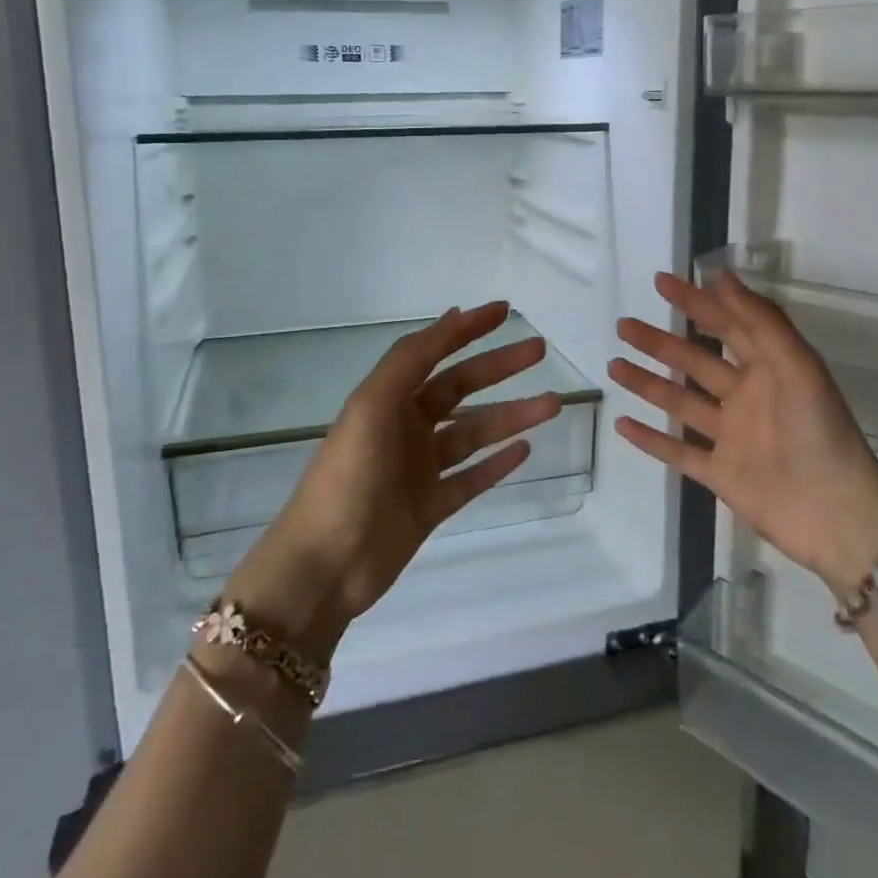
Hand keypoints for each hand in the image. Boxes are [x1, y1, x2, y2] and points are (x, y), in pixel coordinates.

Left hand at [225, 302, 562, 659]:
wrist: (324, 567)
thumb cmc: (347, 477)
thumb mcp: (372, 407)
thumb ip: (410, 361)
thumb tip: (452, 315)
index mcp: (387, 399)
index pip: (434, 352)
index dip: (467, 329)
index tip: (505, 311)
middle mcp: (405, 427)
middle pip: (461, 388)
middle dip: (499, 367)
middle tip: (539, 351)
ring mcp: (419, 469)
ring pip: (474, 433)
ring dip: (512, 415)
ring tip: (553, 403)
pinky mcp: (430, 507)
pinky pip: (471, 478)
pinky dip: (497, 463)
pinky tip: (526, 449)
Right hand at [610, 270, 877, 594]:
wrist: (836, 515)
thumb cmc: (819, 432)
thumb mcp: (798, 366)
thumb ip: (761, 321)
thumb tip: (723, 277)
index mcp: (769, 368)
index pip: (726, 325)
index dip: (695, 302)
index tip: (661, 282)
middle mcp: (746, 397)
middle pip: (695, 361)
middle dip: (660, 342)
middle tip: (624, 324)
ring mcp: (730, 437)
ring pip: (680, 402)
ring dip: (647, 383)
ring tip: (614, 364)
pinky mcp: (719, 473)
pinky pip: (677, 451)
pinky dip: (650, 439)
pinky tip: (622, 422)